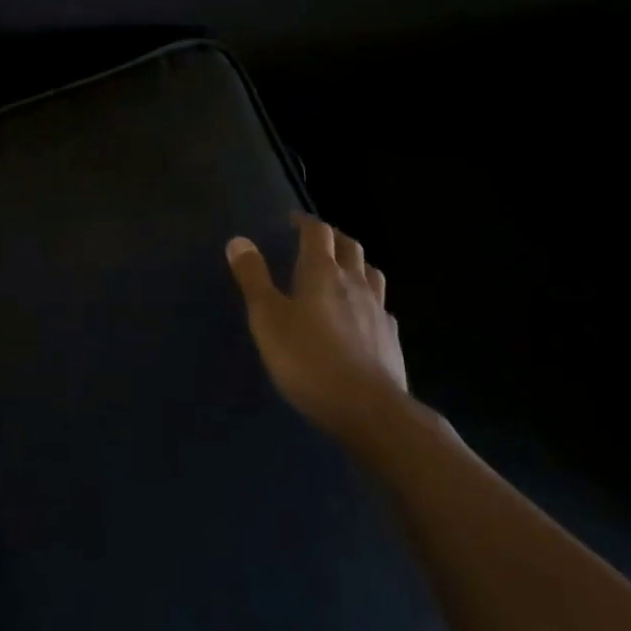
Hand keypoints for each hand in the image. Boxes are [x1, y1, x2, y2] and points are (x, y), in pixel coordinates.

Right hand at [227, 213, 408, 443]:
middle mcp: (354, 283)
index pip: (318, 232)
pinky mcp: (391, 338)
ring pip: (371, 273)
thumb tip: (239, 240)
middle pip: (350, 247)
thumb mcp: (267, 317)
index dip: (305, 222)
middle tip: (317, 239)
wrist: (370, 410)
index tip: (293, 220)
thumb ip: (253, 278)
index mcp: (322, 272)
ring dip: (356, 263)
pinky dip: (369, 299)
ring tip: (344, 269)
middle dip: (332, 237)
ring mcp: (378, 310)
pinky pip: (381, 306)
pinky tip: (362, 315)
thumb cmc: (309, 359)